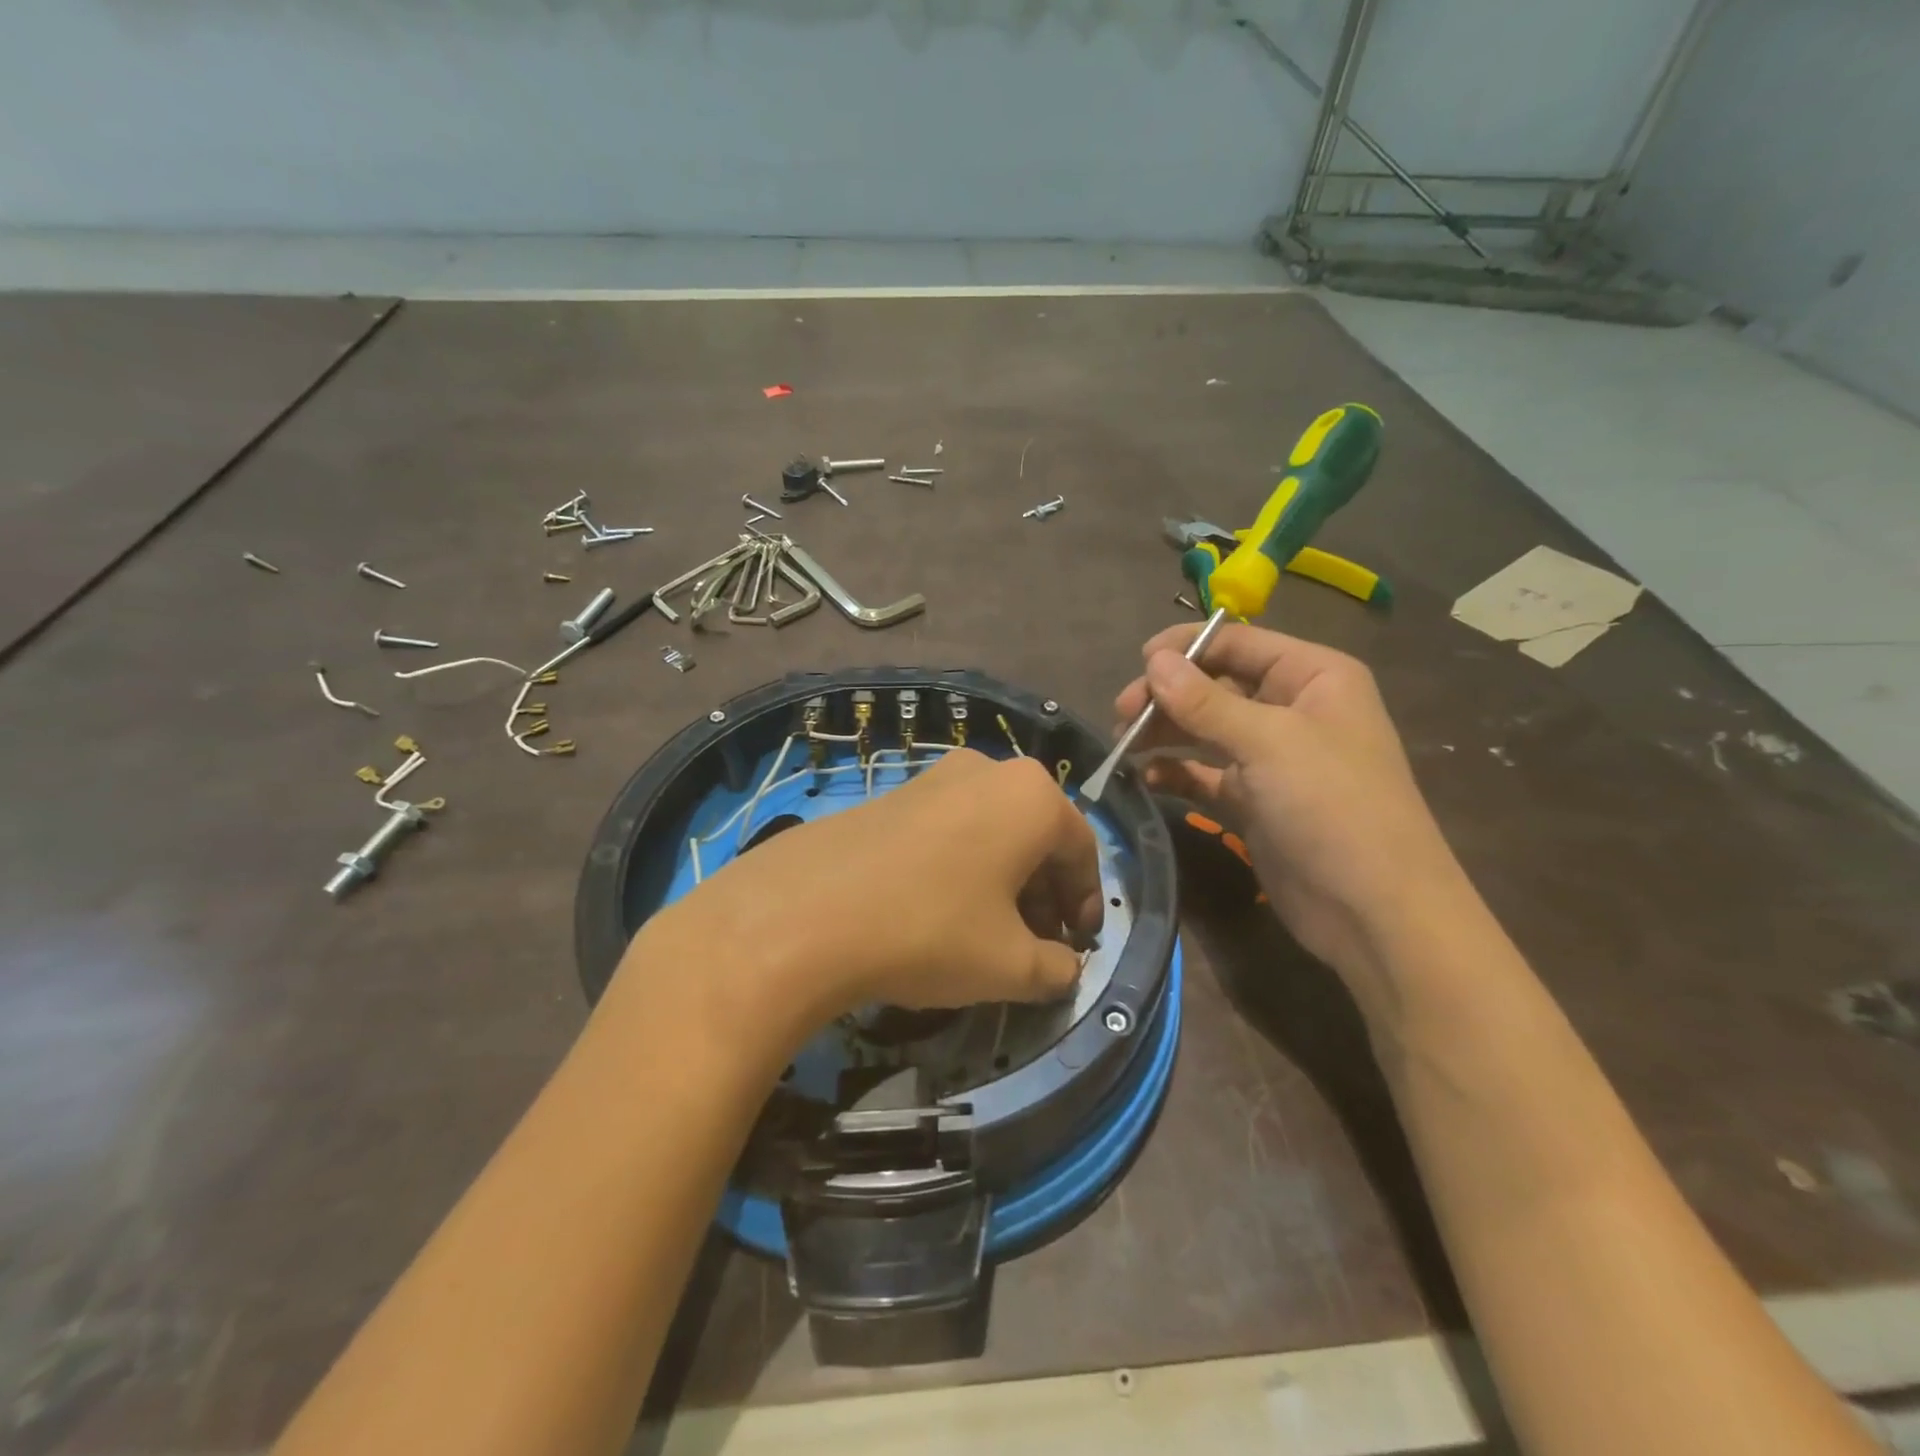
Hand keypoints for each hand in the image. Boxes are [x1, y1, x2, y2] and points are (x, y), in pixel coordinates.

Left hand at [628, 749, 1103, 1036]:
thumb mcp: (1010, 965)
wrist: (805, 913)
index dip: (1086, 903)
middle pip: (1036, 836)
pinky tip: (939, 911)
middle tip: (1036, 945)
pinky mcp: (891, 794)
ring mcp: (934, 776)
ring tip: (988, 933)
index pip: (1082, 850)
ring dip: (1003, 881)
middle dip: (1044, 893)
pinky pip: (949, 828)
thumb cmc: (930, 930)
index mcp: (1031, 796)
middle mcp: (987, 770)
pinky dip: (962, 866)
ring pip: (992, 830)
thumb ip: (1056, 969)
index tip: (1077, 947)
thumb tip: (1064, 968)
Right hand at [1115, 623, 1468, 1016]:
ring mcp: (1272, 757)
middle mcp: (1292, 709)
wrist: (1373, 910)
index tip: (1138, 664)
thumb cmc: (1331, 805)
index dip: (1187, 648)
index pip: (1238, 643)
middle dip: (1168, 696)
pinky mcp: (1254, 800)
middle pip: (1216, 685)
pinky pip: (1205, 773)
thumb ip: (1205, 701)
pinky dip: (1177, 772)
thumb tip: (1154, 661)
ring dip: (1165, 732)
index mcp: (1312, 676)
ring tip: (1124, 744)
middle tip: (1122, 714)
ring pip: (1205, 729)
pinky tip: (1148, 778)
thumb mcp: (1268, 742)